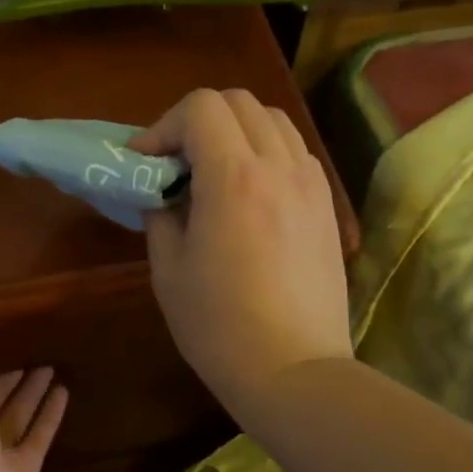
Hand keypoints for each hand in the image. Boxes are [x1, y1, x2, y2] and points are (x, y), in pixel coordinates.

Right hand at [134, 89, 352, 420]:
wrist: (294, 370)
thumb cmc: (219, 326)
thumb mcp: (168, 269)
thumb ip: (161, 214)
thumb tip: (164, 192)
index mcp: (234, 178)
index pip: (200, 107)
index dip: (163, 125)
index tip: (145, 161)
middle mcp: (279, 166)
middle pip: (237, 101)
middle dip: (197, 121)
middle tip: (175, 162)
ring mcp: (311, 183)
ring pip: (271, 120)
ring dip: (234, 131)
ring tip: (213, 171)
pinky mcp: (327, 204)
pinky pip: (293, 151)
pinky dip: (265, 152)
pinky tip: (249, 192)